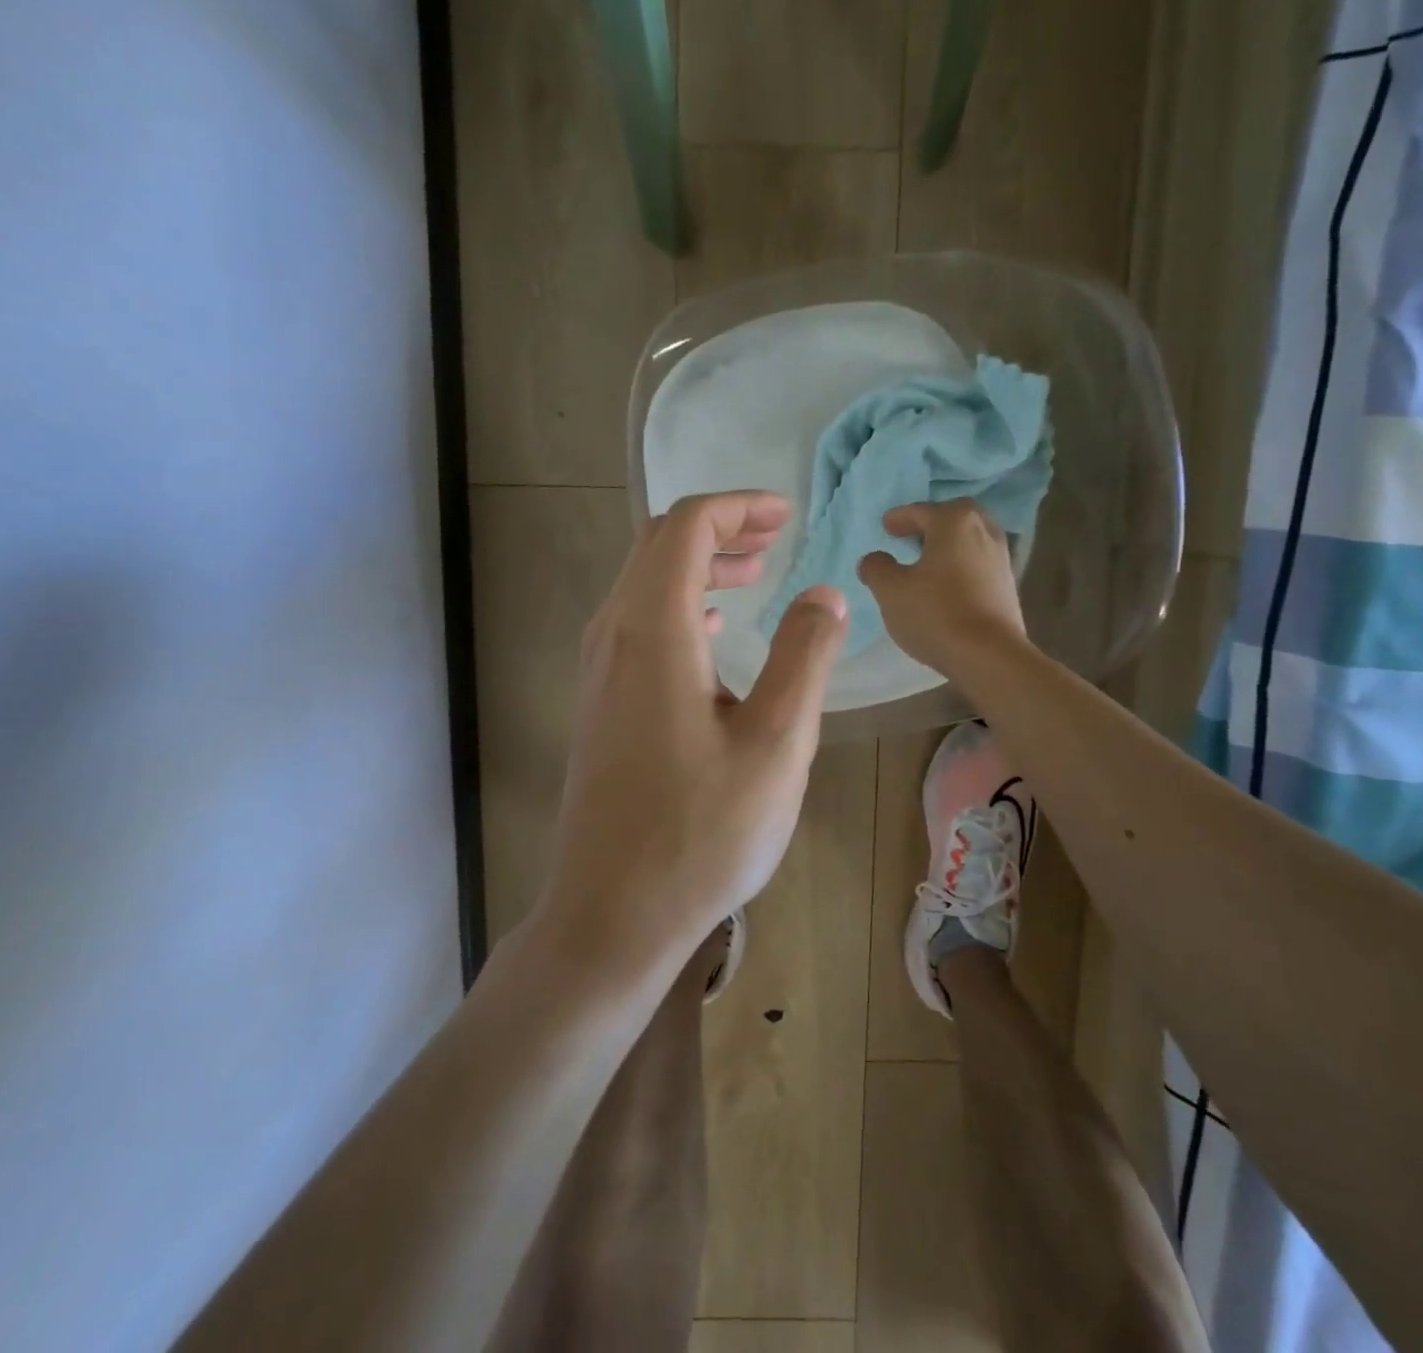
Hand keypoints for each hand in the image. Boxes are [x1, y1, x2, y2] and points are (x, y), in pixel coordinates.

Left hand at [542, 491, 848, 966]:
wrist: (611, 914)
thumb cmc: (702, 833)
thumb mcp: (776, 743)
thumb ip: (803, 657)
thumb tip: (824, 594)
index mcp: (654, 631)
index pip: (686, 528)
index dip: (737, 507)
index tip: (787, 514)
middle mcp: (613, 636)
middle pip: (657, 546)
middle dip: (719, 528)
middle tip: (776, 536)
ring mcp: (598, 672)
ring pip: (643, 584)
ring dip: (698, 565)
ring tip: (755, 573)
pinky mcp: (599, 704)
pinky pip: (637, 624)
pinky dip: (678, 603)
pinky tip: (712, 629)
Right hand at [857, 499, 1026, 677]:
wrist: (989, 655)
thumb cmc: (935, 614)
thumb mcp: (890, 591)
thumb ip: (876, 568)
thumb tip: (874, 559)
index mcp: (953, 521)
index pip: (920, 511)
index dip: (899, 518)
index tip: (885, 526)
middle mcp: (983, 530)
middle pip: (953, 517)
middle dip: (931, 523)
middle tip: (910, 536)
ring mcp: (1001, 556)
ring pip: (969, 539)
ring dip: (948, 544)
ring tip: (927, 560)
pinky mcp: (1008, 583)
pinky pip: (979, 561)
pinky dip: (961, 563)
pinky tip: (947, 582)